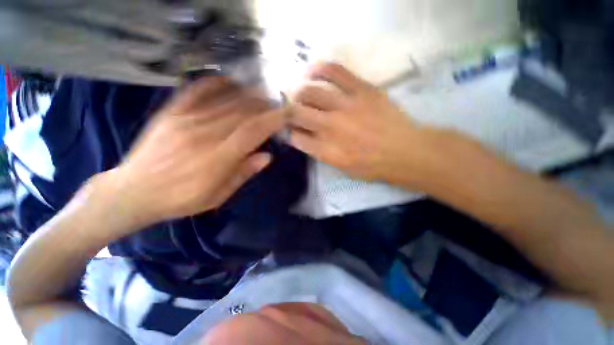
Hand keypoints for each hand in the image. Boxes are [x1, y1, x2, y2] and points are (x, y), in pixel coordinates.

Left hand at [113, 77, 285, 224]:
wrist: (132, 192)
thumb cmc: (181, 199)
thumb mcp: (217, 196)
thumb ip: (243, 173)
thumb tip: (267, 156)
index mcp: (217, 158)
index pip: (252, 131)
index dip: (272, 120)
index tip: (286, 114)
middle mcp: (203, 134)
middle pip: (242, 112)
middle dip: (264, 106)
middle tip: (276, 105)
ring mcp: (185, 120)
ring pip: (225, 101)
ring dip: (248, 96)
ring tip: (262, 96)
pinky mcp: (170, 113)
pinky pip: (196, 91)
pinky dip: (215, 83)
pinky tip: (229, 81)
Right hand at [288, 63, 430, 184]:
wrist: (404, 152)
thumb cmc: (372, 166)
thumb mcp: (342, 168)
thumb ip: (321, 153)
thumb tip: (306, 138)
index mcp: (326, 150)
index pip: (296, 137)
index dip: (290, 133)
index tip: (292, 130)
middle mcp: (330, 127)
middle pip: (297, 113)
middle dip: (288, 112)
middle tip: (291, 112)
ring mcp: (346, 106)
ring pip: (311, 92)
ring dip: (299, 94)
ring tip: (299, 95)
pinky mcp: (362, 90)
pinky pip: (336, 72)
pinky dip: (320, 69)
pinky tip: (312, 71)